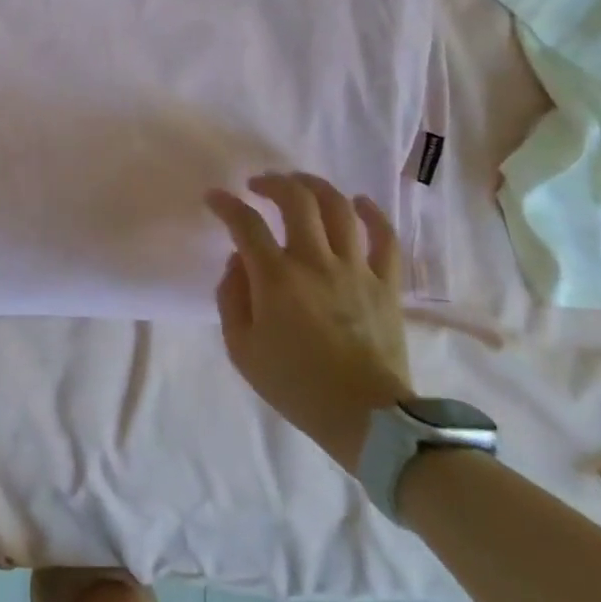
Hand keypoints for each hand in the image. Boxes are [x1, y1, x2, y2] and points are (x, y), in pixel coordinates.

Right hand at [207, 173, 413, 470]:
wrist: (366, 418)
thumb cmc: (295, 384)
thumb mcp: (241, 348)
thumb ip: (231, 297)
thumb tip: (239, 262)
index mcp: (276, 278)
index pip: (245, 224)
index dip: (226, 205)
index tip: (214, 198)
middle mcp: (316, 262)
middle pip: (296, 201)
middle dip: (273, 183)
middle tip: (259, 185)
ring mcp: (356, 269)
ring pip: (339, 209)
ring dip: (316, 187)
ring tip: (300, 184)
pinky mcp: (386, 284)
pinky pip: (385, 238)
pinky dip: (373, 214)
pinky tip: (359, 202)